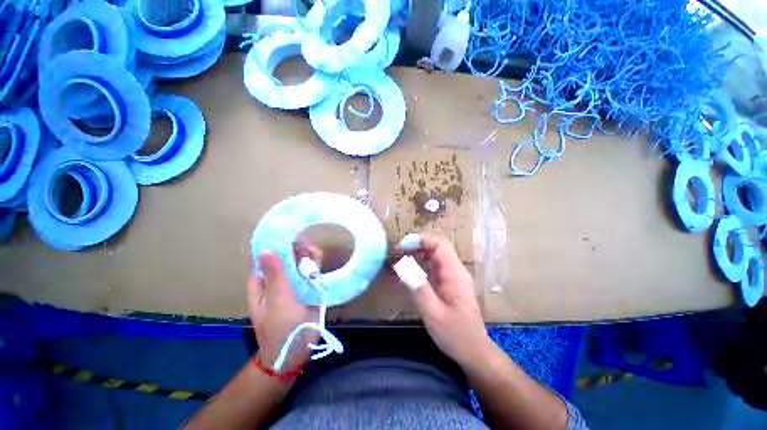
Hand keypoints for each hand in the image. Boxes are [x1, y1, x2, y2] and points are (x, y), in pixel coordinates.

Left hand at [248, 247, 319, 372]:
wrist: (297, 349)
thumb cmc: (281, 326)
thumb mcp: (278, 300)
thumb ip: (275, 275)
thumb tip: (266, 250)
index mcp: (262, 282)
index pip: (267, 256)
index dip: (279, 244)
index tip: (293, 237)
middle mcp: (276, 279)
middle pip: (287, 256)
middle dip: (298, 250)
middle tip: (309, 250)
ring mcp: (292, 283)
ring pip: (300, 262)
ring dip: (308, 257)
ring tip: (316, 258)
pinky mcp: (306, 287)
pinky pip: (310, 271)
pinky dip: (315, 265)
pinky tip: (319, 265)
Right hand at [409, 234, 493, 367]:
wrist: (474, 352)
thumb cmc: (455, 334)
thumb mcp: (433, 313)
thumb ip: (418, 287)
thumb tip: (402, 264)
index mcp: (455, 274)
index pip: (440, 246)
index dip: (421, 241)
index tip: (403, 245)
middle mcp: (455, 271)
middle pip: (437, 249)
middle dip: (417, 246)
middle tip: (397, 252)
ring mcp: (453, 277)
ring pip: (434, 258)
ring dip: (417, 255)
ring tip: (399, 259)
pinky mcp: (448, 284)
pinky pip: (434, 268)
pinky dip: (420, 266)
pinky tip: (408, 271)